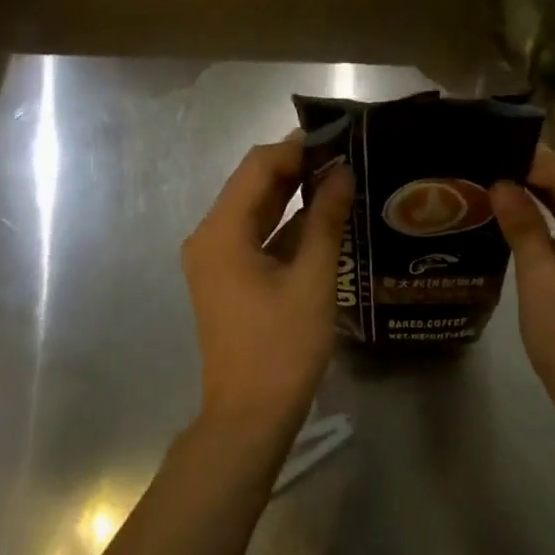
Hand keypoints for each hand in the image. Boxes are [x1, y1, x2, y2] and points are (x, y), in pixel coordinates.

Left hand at [181, 138, 353, 436]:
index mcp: (221, 232)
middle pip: (252, 185)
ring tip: (340, 178)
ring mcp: (215, 259)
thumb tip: (342, 173)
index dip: (296, 147)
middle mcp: (209, 237)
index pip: (257, 167)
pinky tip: (322, 217)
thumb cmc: (282, 347)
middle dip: (296, 167)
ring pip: (255, 209)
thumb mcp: (312, 279)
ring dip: (292, 193)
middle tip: (345, 154)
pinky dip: (285, 224)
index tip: (338, 137)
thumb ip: (325, 219)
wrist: (249, 417)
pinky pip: (255, 235)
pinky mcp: (227, 278)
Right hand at [491, 147, 554, 432]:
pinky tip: (518, 217)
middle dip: (534, 173)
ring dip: (542, 195)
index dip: (529, 161)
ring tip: (493, 183)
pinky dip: (554, 220)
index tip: (486, 153)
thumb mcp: (541, 282)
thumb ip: (523, 226)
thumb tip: (501, 183)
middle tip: (484, 165)